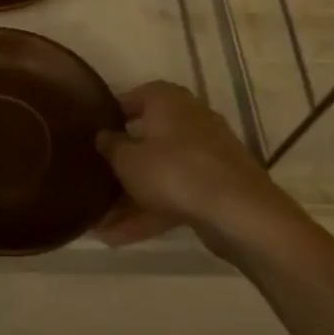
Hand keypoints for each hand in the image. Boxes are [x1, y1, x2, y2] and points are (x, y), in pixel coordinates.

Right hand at [95, 81, 290, 249]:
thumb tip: (104, 135)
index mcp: (168, 102)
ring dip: (131, 197)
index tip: (94, 132)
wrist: (239, 212)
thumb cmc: (174, 171)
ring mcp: (207, 155)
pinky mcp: (216, 186)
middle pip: (148, 138)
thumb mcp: (127, 159)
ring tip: (100, 223)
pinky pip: (175, 194)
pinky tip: (120, 237)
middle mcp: (190, 120)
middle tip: (96, 178)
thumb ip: (110, 145)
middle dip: (122, 164)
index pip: (136, 97)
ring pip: (161, 172)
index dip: (113, 114)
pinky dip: (150, 212)